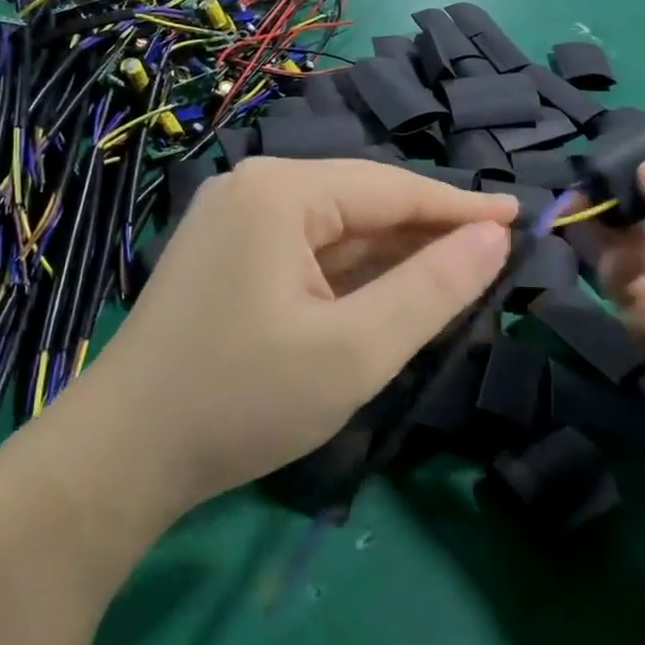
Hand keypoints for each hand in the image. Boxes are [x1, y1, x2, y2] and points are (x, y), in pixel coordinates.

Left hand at [81, 159, 513, 513]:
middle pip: (363, 205)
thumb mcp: (355, 351)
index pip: (393, 188)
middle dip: (426, 235)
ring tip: (454, 278)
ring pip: (335, 230)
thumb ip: (432, 289)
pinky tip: (386, 296)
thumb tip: (494, 238)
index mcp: (280, 191)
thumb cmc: (242, 401)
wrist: (122, 456)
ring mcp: (233, 220)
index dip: (462, 208)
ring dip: (390, 258)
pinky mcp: (226, 255)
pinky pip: (306, 252)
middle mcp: (254, 188)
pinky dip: (350, 275)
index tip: (521, 219)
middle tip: (494, 259)